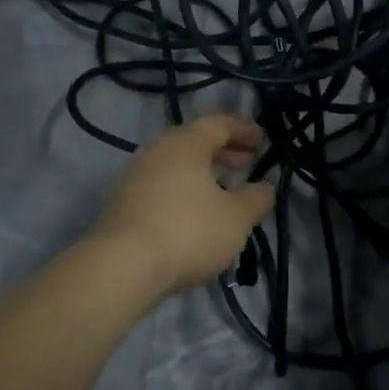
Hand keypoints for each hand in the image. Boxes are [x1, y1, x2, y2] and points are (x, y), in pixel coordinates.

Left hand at [92, 114, 275, 296]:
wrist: (123, 266)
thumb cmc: (189, 232)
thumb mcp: (236, 218)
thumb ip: (255, 200)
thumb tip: (265, 188)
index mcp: (185, 144)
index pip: (218, 123)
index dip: (243, 129)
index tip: (262, 140)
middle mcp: (156, 151)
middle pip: (193, 141)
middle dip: (223, 150)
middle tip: (246, 162)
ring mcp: (135, 176)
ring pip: (175, 164)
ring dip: (202, 171)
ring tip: (223, 190)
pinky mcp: (123, 202)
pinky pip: (161, 184)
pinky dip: (183, 188)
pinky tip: (195, 212)